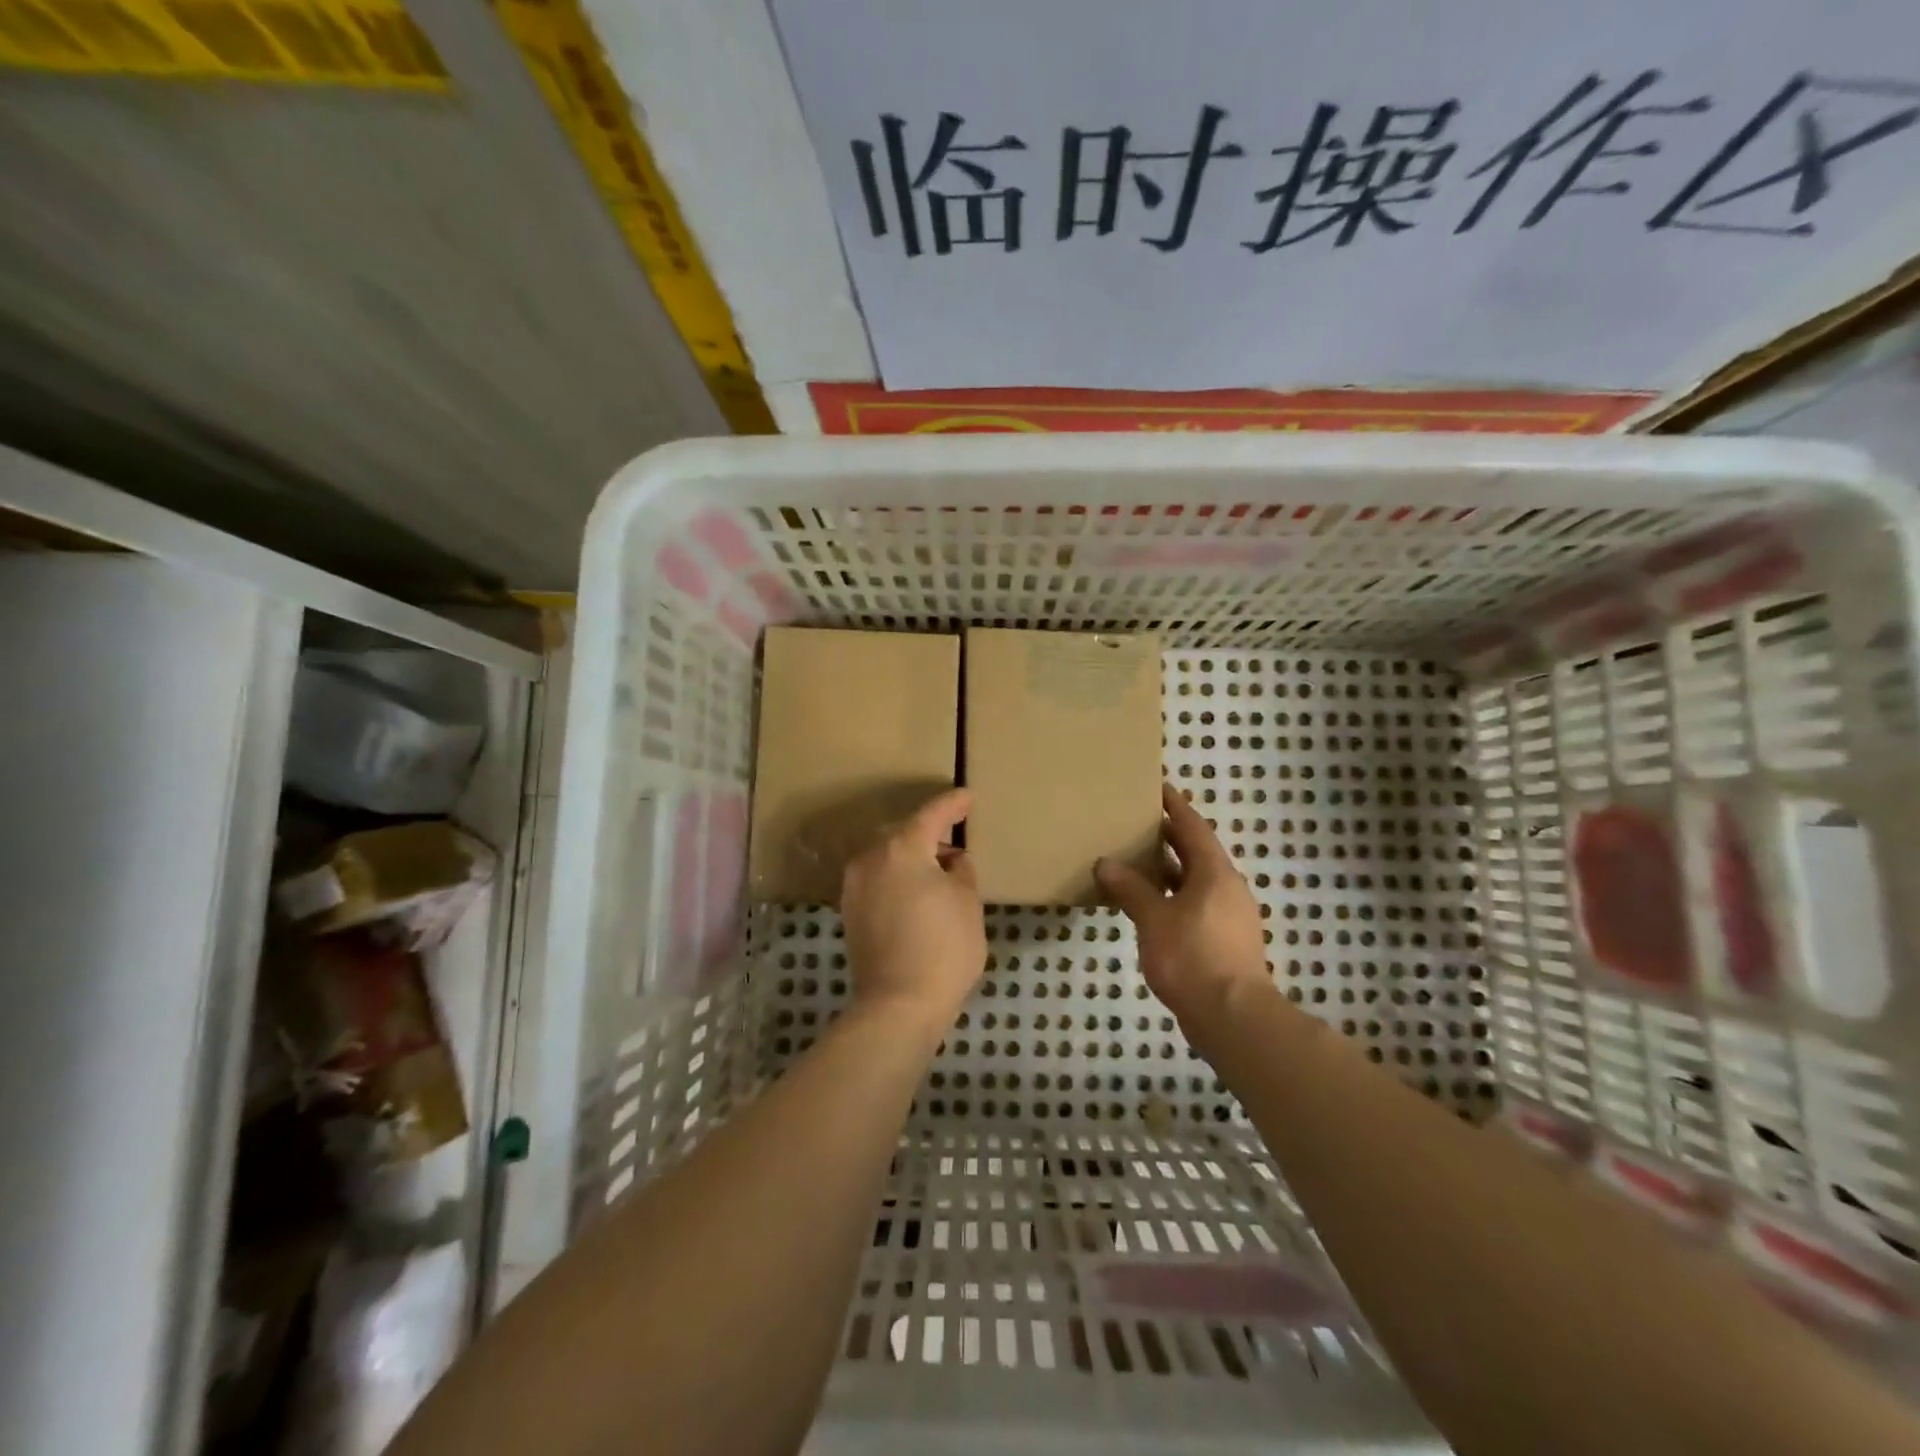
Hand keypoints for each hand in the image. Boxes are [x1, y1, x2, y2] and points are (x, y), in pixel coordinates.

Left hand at [841, 788, 985, 1031]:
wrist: (898, 1005)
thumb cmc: (943, 948)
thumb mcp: (968, 903)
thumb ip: (961, 871)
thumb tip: (951, 862)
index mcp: (902, 848)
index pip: (932, 814)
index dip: (953, 804)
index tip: (968, 797)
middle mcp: (871, 859)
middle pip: (905, 835)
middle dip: (931, 835)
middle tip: (956, 842)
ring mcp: (855, 886)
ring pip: (889, 858)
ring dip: (913, 859)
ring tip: (939, 873)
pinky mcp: (849, 912)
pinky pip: (878, 880)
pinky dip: (898, 879)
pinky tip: (917, 894)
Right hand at [1096, 784, 1272, 1035]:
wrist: (1233, 1016)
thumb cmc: (1192, 957)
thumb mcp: (1154, 918)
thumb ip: (1131, 889)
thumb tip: (1107, 863)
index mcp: (1214, 872)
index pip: (1192, 827)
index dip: (1174, 806)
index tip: (1158, 787)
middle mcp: (1227, 887)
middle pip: (1196, 852)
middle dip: (1168, 837)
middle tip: (1137, 824)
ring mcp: (1229, 915)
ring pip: (1195, 881)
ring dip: (1169, 870)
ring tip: (1136, 863)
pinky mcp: (1225, 940)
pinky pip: (1195, 904)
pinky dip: (1173, 897)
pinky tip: (1149, 907)